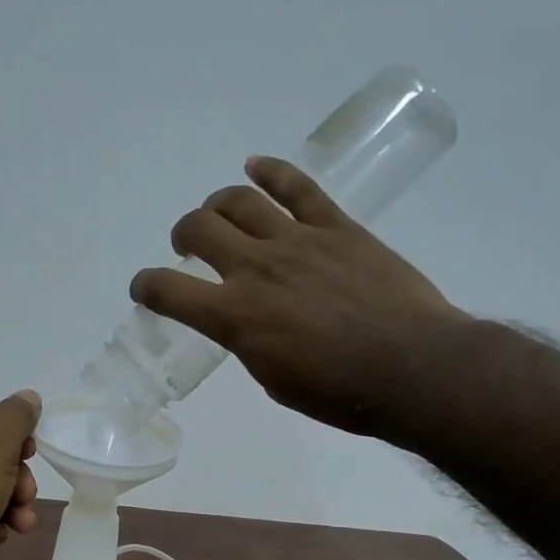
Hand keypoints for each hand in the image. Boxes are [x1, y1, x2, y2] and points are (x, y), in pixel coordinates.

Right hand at [130, 156, 469, 440]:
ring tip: (219, 216)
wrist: (414, 370)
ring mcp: (297, 241)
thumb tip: (245, 323)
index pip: (167, 290)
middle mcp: (256, 269)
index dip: (145, 286)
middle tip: (190, 248)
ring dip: (217, 205)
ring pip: (239, 200)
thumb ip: (248, 343)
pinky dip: (272, 171)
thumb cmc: (340, 393)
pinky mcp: (337, 227)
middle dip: (183, 235)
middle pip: (199, 228)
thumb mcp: (274, 380)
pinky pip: (298, 187)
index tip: (145, 289)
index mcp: (235, 317)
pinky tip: (256, 166)